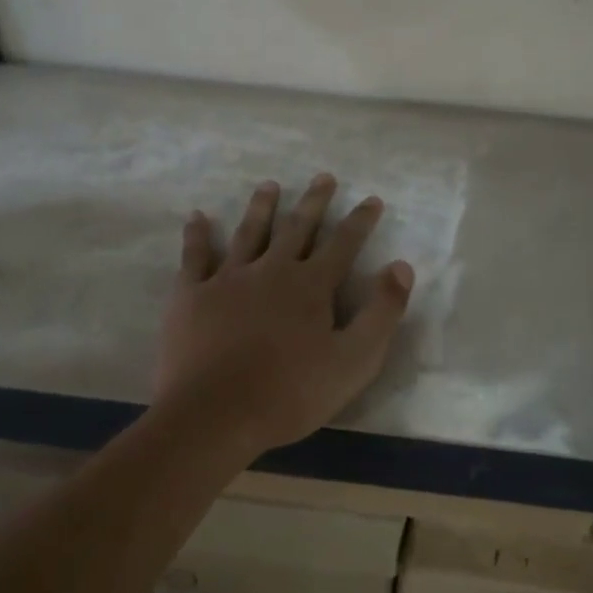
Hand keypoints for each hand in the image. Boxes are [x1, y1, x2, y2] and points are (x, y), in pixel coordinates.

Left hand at [152, 173, 414, 453]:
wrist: (214, 415)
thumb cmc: (290, 393)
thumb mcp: (354, 360)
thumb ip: (381, 312)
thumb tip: (401, 266)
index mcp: (311, 286)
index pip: (343, 244)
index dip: (360, 221)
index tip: (371, 199)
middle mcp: (272, 270)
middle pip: (297, 227)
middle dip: (314, 201)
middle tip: (323, 176)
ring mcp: (228, 278)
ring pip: (249, 232)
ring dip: (261, 207)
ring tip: (269, 185)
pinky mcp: (192, 294)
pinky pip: (194, 256)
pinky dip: (197, 235)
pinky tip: (198, 217)